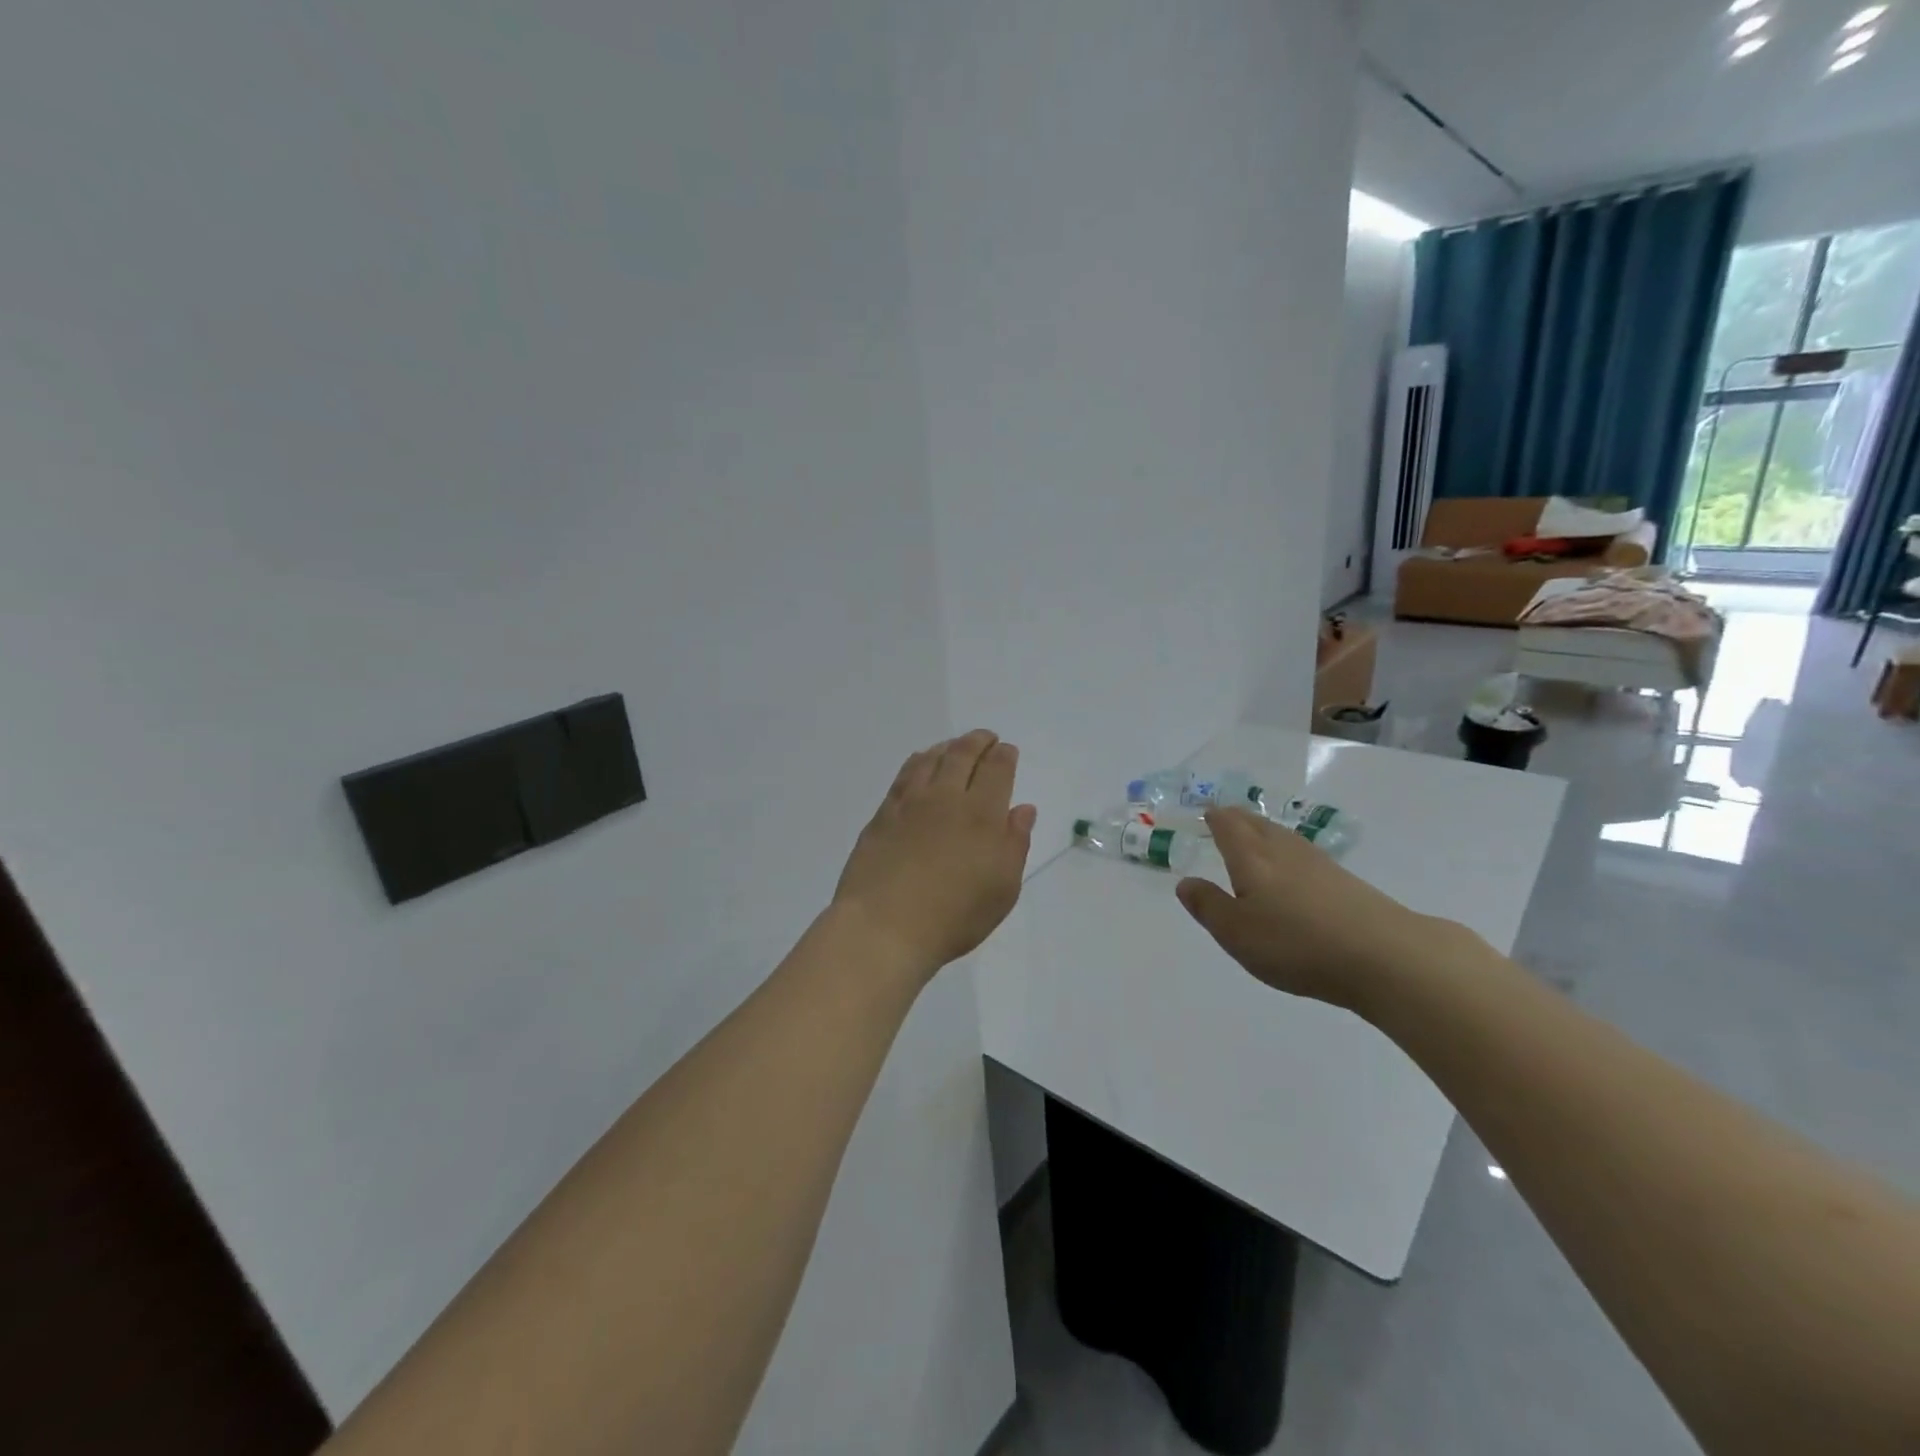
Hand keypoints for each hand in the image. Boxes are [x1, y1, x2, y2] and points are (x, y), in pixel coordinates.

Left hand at [832, 730, 1038, 981]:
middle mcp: (946, 798)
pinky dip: (918, 761)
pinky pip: (904, 775)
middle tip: (986, 738)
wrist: (884, 926)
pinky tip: (920, 763)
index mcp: (981, 814)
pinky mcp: (883, 814)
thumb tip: (1022, 809)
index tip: (1007, 750)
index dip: (1004, 756)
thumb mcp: (1002, 889)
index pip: (996, 770)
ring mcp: (910, 803)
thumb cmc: (954, 915)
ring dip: (948, 747)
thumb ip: (1015, 843)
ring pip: (931, 759)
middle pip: (963, 755)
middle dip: (978, 741)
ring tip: (955, 746)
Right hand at [1175, 807, 1439, 1010]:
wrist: (1384, 955)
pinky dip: (1288, 852)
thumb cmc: (1296, 943)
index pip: (1228, 825)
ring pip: (1283, 836)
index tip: (1206, 813)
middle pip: (1256, 824)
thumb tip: (1185, 882)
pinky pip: (1303, 854)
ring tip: (1254, 836)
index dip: (1215, 817)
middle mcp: (1283, 850)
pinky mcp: (1345, 881)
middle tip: (1225, 817)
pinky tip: (1293, 867)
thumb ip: (1208, 905)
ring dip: (1264, 831)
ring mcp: (1318, 863)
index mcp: (1251, 857)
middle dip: (1238, 818)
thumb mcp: (1236, 933)